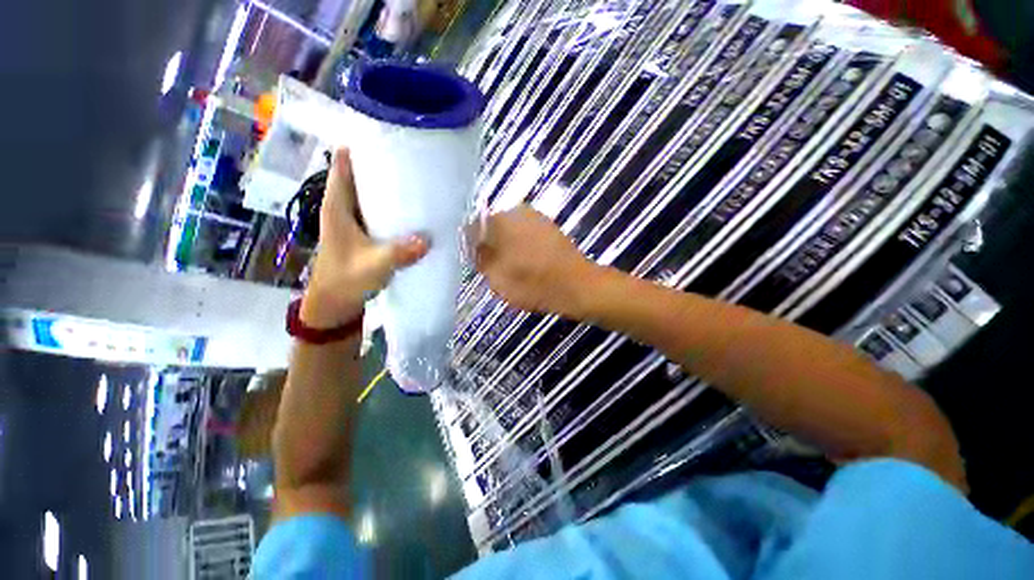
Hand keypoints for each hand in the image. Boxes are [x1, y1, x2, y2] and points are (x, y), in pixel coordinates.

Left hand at [303, 149, 428, 327]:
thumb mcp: (373, 266)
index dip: (361, 147)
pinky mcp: (364, 232)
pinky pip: (379, 210)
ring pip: (370, 192)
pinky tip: (413, 209)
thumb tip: (428, 240)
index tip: (387, 138)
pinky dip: (393, 206)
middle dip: (383, 164)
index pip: (344, 164)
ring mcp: (354, 220)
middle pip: (361, 174)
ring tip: (418, 180)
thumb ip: (399, 253)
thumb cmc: (345, 280)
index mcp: (337, 206)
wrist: (335, 303)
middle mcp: (344, 207)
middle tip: (413, 159)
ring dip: (389, 186)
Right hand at [476, 205, 598, 316]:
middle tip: (494, 267)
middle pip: (492, 227)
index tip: (477, 263)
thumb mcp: (498, 279)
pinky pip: (525, 233)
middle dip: (489, 244)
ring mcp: (536, 217)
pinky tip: (527, 262)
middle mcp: (517, 211)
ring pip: (509, 229)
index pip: (473, 228)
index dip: (472, 246)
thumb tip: (474, 248)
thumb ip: (481, 260)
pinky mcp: (548, 226)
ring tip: (512, 267)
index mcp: (500, 221)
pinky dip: (521, 245)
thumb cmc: (534, 284)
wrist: (577, 286)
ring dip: (506, 245)